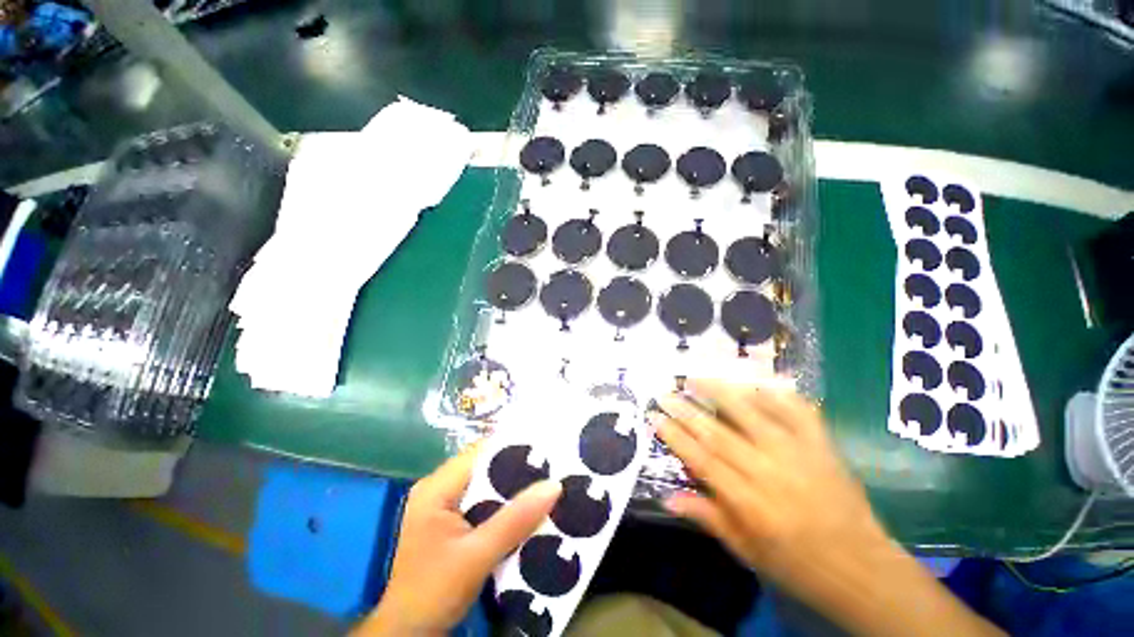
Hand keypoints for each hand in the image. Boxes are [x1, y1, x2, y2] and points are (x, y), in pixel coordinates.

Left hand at [356, 444, 561, 635]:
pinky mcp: (451, 523)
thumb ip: (515, 520)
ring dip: (513, 488)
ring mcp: (443, 506)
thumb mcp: (477, 556)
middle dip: (517, 469)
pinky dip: (504, 505)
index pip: (480, 453)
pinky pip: (483, 503)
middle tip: (552, 468)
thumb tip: (554, 485)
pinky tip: (527, 509)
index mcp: (436, 488)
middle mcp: (438, 489)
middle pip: (484, 467)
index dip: (513, 448)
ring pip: (486, 486)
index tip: (545, 449)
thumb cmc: (435, 592)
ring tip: (546, 484)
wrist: (408, 635)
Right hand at [651, 381, 1003, 636]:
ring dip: (720, 392)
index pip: (700, 459)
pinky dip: (776, 393)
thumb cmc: (797, 565)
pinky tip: (755, 382)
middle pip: (718, 433)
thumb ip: (708, 518)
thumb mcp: (747, 551)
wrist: (861, 567)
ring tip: (696, 376)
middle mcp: (768, 471)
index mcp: (748, 502)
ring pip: (751, 414)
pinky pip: (797, 411)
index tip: (654, 416)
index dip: (674, 435)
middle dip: (686, 409)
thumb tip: (667, 496)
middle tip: (665, 392)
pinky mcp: (821, 445)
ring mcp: (797, 453)